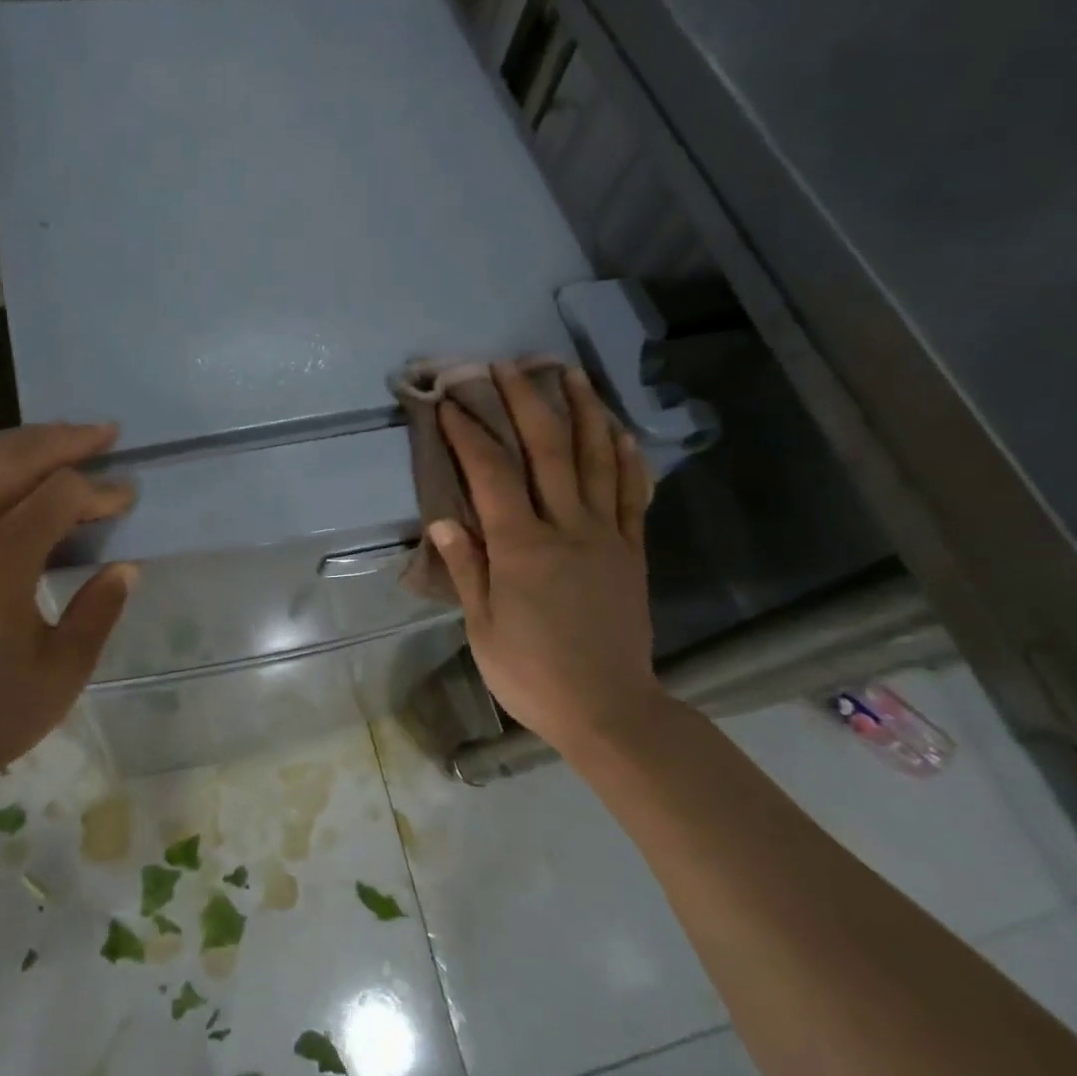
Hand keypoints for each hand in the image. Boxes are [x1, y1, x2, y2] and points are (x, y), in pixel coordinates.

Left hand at [0, 423, 137, 801]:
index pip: (60, 496)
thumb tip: (124, 567)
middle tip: (104, 435)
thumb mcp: (66, 668)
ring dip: (15, 445)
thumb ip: (100, 608)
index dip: (100, 491)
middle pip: (15, 461)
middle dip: (66, 442)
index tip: (125, 501)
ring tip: (52, 440)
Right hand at [430, 364, 663, 756]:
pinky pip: (632, 495)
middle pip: (547, 451)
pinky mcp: (633, 551)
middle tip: (508, 365)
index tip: (451, 402)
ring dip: (582, 411)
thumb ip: (466, 568)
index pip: (491, 474)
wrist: (609, 710)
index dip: (469, 432)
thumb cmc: (532, 673)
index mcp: (521, 548)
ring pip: (596, 461)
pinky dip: (626, 459)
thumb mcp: (482, 627)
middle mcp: (566, 529)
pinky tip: (619, 432)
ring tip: (569, 373)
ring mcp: (606, 536)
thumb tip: (444, 518)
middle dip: (524, 402)